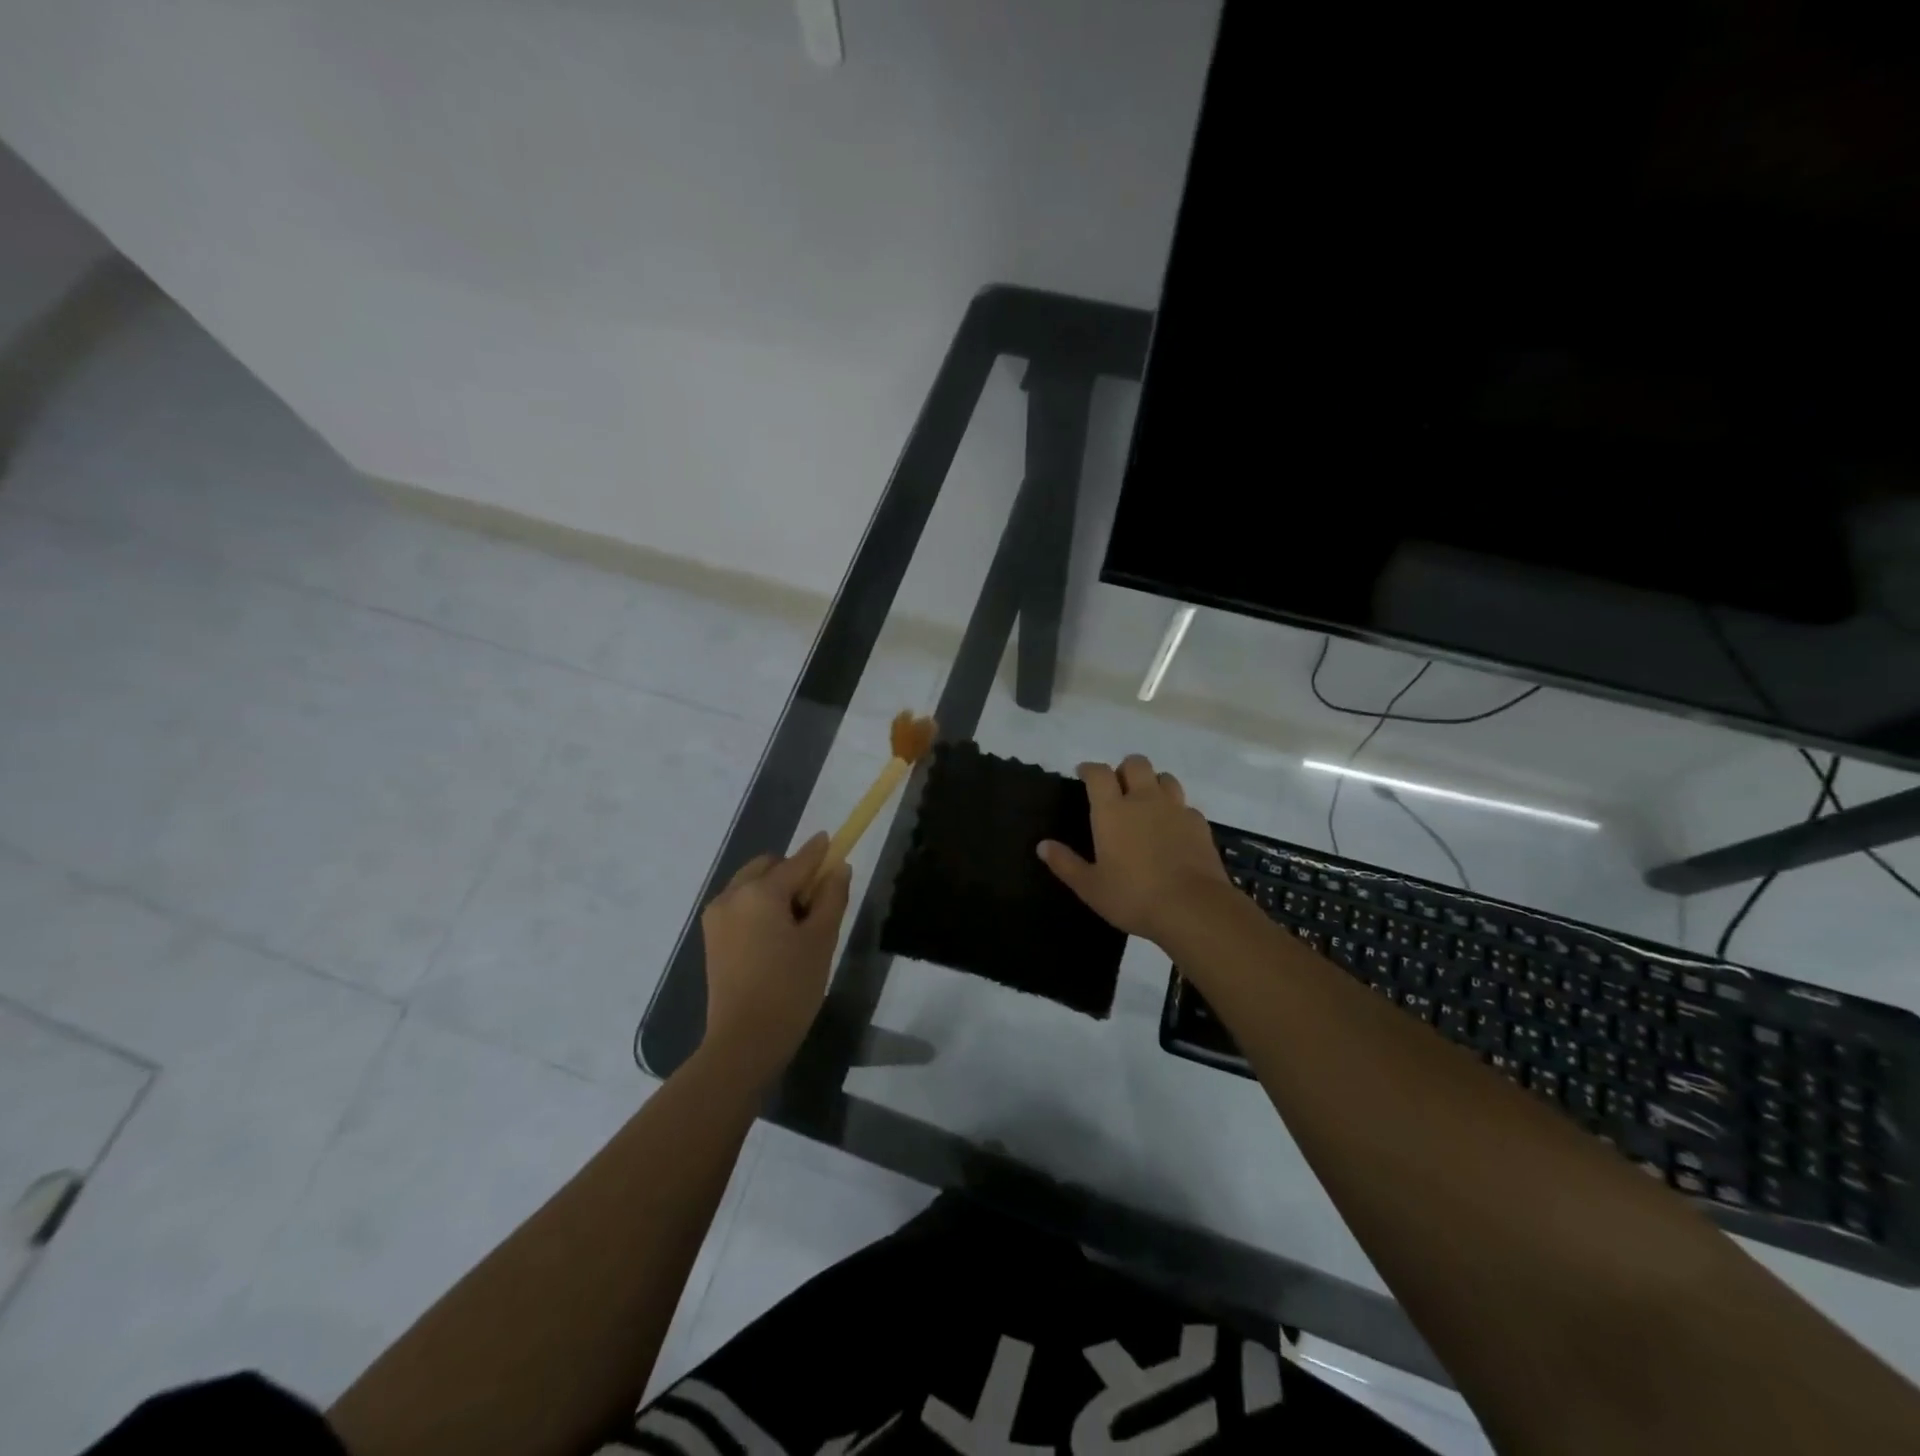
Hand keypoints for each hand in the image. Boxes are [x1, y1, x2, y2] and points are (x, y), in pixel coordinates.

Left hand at [699, 832, 850, 1089]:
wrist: (744, 1042)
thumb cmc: (790, 988)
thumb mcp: (822, 940)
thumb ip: (832, 897)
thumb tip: (838, 867)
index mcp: (760, 892)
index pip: (797, 862)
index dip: (818, 852)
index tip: (832, 841)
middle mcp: (732, 894)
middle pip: (769, 867)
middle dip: (793, 873)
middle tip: (816, 903)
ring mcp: (717, 916)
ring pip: (751, 884)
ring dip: (775, 890)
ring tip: (796, 925)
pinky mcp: (711, 937)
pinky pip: (740, 905)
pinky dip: (759, 907)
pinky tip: (775, 937)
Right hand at [1037, 754, 1229, 945]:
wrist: (1193, 908)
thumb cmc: (1133, 896)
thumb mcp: (1090, 887)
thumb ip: (1065, 863)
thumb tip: (1042, 845)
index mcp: (1112, 811)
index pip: (1099, 773)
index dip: (1089, 769)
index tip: (1083, 774)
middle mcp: (1144, 800)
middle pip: (1136, 763)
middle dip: (1124, 769)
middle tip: (1118, 788)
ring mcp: (1175, 809)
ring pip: (1165, 778)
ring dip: (1153, 783)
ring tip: (1146, 803)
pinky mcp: (1200, 824)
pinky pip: (1185, 805)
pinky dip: (1175, 810)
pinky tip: (1172, 829)